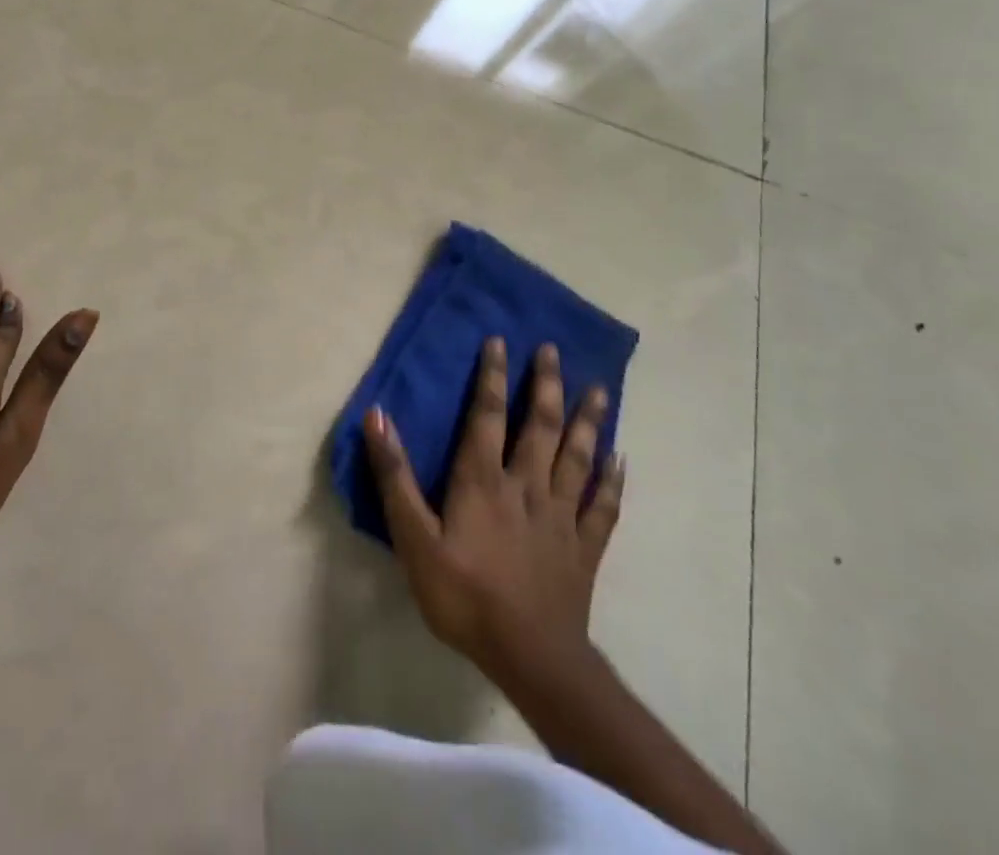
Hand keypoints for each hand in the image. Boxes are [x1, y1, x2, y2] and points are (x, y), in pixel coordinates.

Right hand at [364, 337, 624, 687]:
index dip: (492, 376)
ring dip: (587, 420)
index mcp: (484, 480)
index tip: (501, 341)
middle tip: (554, 350)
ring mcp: (561, 516)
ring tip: (598, 389)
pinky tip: (620, 458)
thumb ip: (394, 476)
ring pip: (578, 457)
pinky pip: (603, 506)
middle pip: (540, 426)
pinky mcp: (584, 548)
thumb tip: (377, 415)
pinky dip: (613, 480)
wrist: (531, 657)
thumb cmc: (464, 595)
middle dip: (546, 385)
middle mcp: (526, 486)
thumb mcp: (413, 537)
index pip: (487, 415)